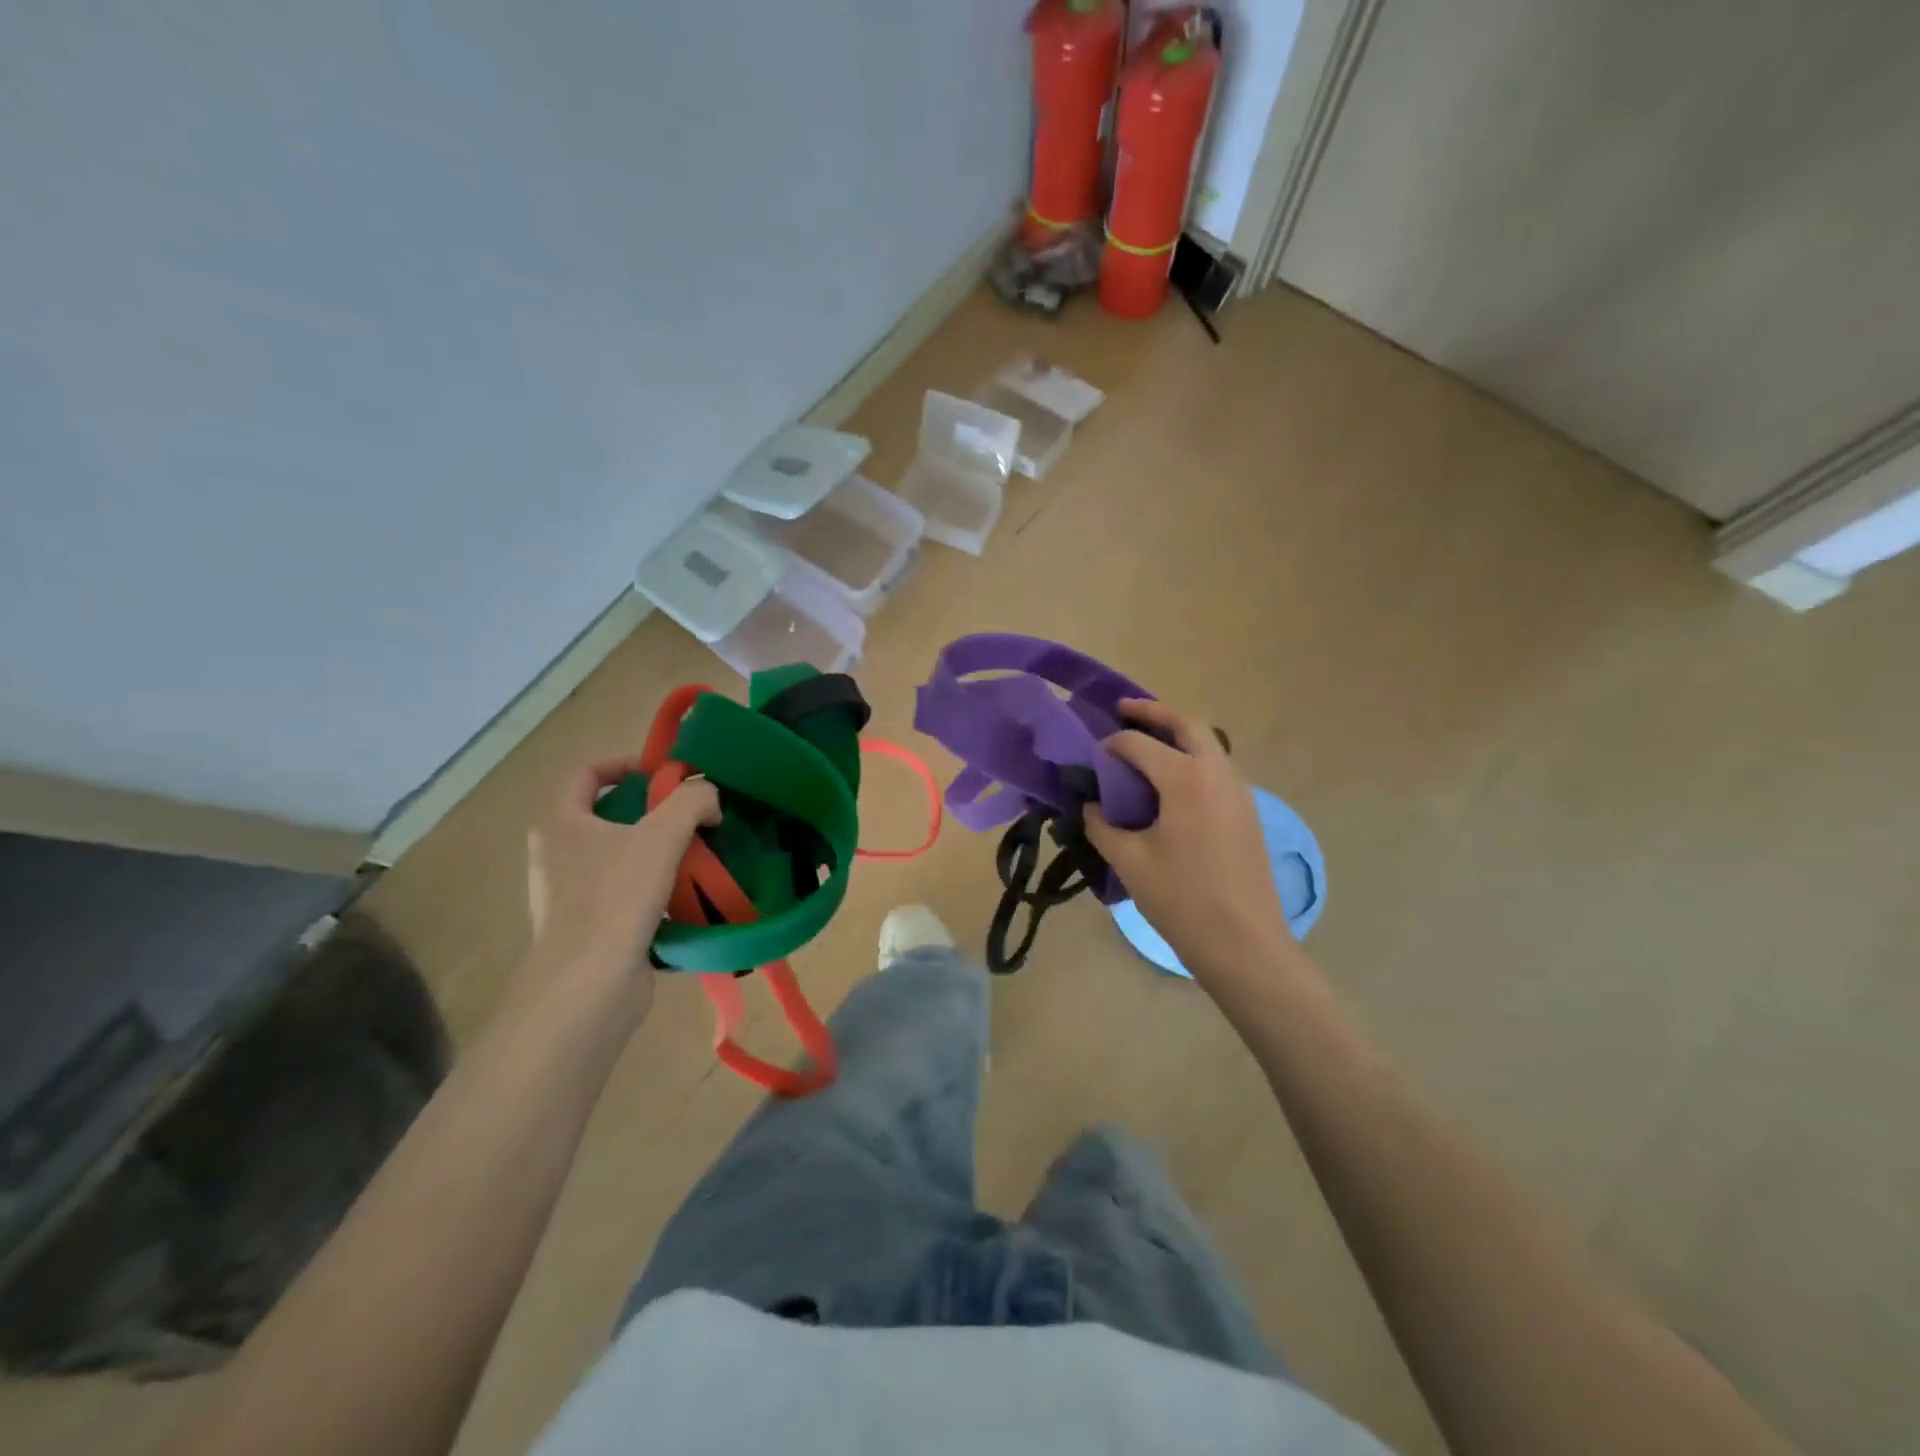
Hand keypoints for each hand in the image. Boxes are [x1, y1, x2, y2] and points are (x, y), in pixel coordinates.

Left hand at [520, 759, 720, 1023]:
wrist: (587, 990)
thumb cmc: (615, 900)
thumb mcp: (661, 836)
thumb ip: (692, 801)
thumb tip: (710, 798)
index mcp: (561, 824)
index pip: (589, 773)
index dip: (630, 764)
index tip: (671, 774)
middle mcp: (559, 856)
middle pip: (613, 816)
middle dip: (657, 813)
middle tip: (698, 817)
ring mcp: (572, 896)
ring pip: (625, 858)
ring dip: (662, 853)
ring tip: (703, 855)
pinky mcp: (593, 930)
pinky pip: (630, 896)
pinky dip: (659, 891)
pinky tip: (692, 897)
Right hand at [1085, 699, 1295, 981]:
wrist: (1244, 942)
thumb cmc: (1181, 899)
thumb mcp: (1129, 861)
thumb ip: (1102, 825)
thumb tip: (1091, 806)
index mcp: (1185, 778)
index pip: (1139, 744)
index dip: (1110, 745)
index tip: (1090, 757)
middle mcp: (1217, 772)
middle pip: (1185, 724)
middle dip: (1153, 713)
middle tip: (1124, 710)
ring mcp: (1239, 791)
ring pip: (1208, 743)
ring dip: (1178, 734)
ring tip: (1148, 743)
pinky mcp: (1248, 811)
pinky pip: (1218, 768)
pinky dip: (1193, 759)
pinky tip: (1173, 784)